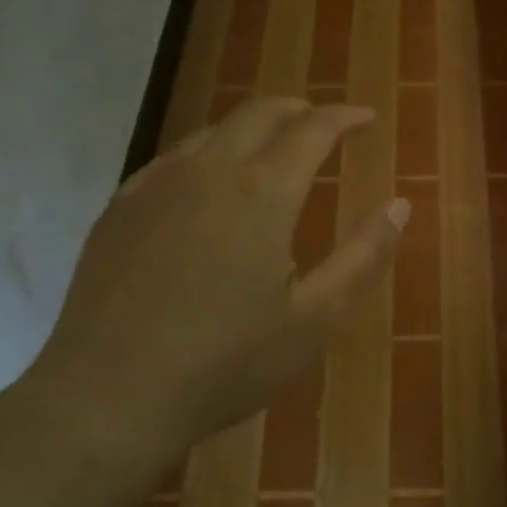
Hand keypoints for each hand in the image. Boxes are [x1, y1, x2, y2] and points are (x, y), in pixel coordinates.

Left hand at [35, 98, 407, 463]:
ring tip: (274, 151)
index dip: (345, 117)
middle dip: (300, 109)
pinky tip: (210, 185)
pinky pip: (175, 158)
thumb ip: (362, 257)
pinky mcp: (121, 205)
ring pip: (214, 130)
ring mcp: (157, 184)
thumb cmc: (223, 365)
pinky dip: (209, 154)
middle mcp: (209, 170)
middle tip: (325, 124)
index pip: (313, 128)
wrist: (106, 398)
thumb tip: (400, 205)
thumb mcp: (313, 322)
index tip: (366, 119)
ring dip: (254, 129)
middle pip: (260, 112)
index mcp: (262, 192)